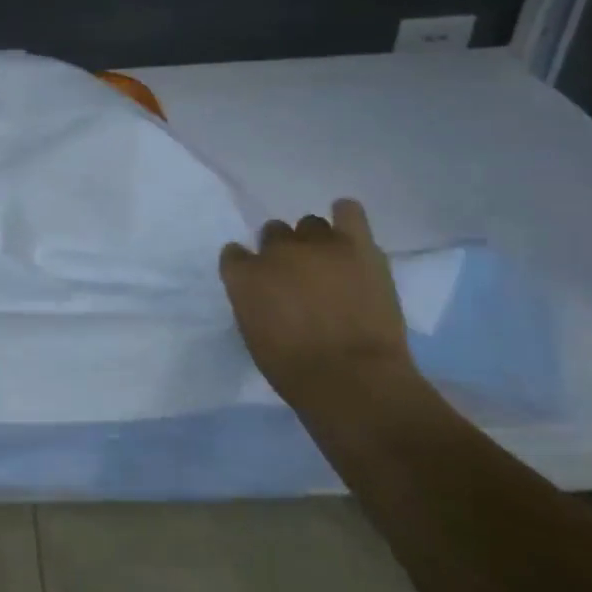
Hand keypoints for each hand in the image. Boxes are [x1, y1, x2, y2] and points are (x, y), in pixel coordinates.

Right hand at [218, 199, 416, 410]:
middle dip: (282, 252)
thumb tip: (266, 294)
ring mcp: (317, 245)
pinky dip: (346, 216)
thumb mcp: (255, 335)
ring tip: (328, 262)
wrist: (353, 380)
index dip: (247, 267)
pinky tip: (348, 230)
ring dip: (314, 241)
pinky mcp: (356, 245)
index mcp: (243, 276)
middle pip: (273, 233)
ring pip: (309, 224)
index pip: (234, 255)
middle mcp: (275, 252)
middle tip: (298, 277)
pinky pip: (349, 212)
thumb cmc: (295, 371)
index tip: (259, 283)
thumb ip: (254, 303)